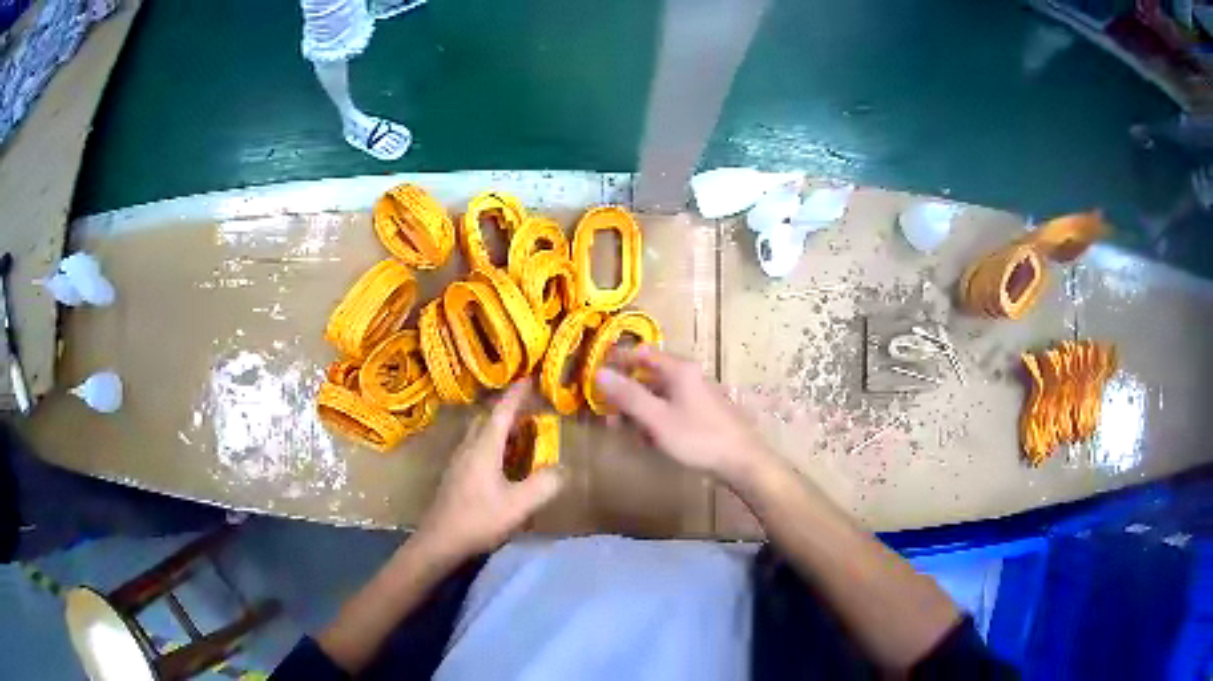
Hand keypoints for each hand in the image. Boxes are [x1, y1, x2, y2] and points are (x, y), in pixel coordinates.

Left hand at [414, 380, 564, 561]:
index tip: (528, 377)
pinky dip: (491, 443)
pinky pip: (475, 446)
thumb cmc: (478, 520)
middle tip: (528, 408)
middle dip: (506, 408)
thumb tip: (562, 468)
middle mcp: (468, 447)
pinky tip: (501, 461)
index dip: (516, 394)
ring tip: (519, 432)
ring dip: (498, 427)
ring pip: (478, 432)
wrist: (439, 541)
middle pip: (486, 418)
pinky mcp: (455, 475)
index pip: (502, 412)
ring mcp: (458, 461)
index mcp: (483, 447)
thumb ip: (544, 485)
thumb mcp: (518, 505)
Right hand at [594, 346, 775, 487]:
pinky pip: (671, 411)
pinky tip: (649, 441)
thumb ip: (628, 396)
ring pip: (660, 397)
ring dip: (639, 411)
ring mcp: (697, 397)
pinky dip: (655, 421)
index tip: (596, 371)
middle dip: (626, 393)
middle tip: (607, 413)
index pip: (643, 354)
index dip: (619, 359)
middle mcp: (689, 377)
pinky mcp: (702, 415)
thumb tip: (599, 372)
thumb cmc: (698, 437)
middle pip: (649, 377)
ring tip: (624, 431)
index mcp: (680, 370)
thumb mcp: (657, 418)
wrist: (741, 461)